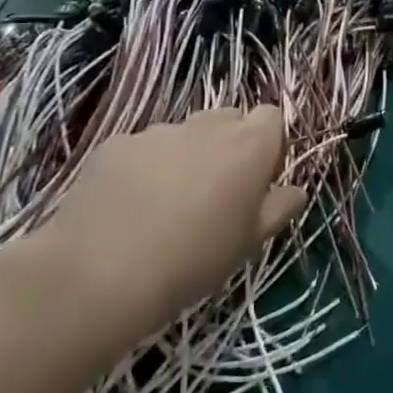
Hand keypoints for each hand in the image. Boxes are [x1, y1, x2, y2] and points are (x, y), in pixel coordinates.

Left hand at [40, 107, 307, 345]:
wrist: (97, 275)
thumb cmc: (193, 260)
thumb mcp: (250, 242)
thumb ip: (279, 208)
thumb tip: (295, 190)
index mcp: (249, 145)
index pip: (271, 116)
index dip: (268, 143)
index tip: (258, 179)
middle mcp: (207, 126)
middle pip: (229, 119)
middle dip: (228, 145)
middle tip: (215, 192)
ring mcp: (158, 131)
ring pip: (185, 134)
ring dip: (186, 156)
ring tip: (165, 204)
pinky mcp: (115, 144)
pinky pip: (143, 147)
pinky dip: (145, 167)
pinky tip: (129, 206)